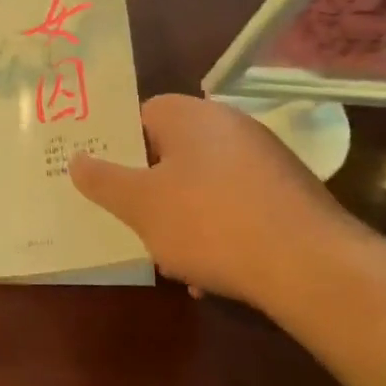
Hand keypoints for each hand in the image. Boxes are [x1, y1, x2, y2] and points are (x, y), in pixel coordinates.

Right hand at [70, 94, 362, 306]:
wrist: (309, 266)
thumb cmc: (209, 222)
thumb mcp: (140, 205)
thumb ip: (103, 180)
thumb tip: (76, 159)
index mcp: (190, 116)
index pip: (142, 113)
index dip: (120, 145)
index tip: (105, 178)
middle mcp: (229, 125)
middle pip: (173, 150)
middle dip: (151, 187)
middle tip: (132, 218)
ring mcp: (265, 158)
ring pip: (204, 182)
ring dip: (184, 215)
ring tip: (171, 256)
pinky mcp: (289, 192)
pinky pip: (238, 204)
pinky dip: (221, 230)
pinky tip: (214, 272)